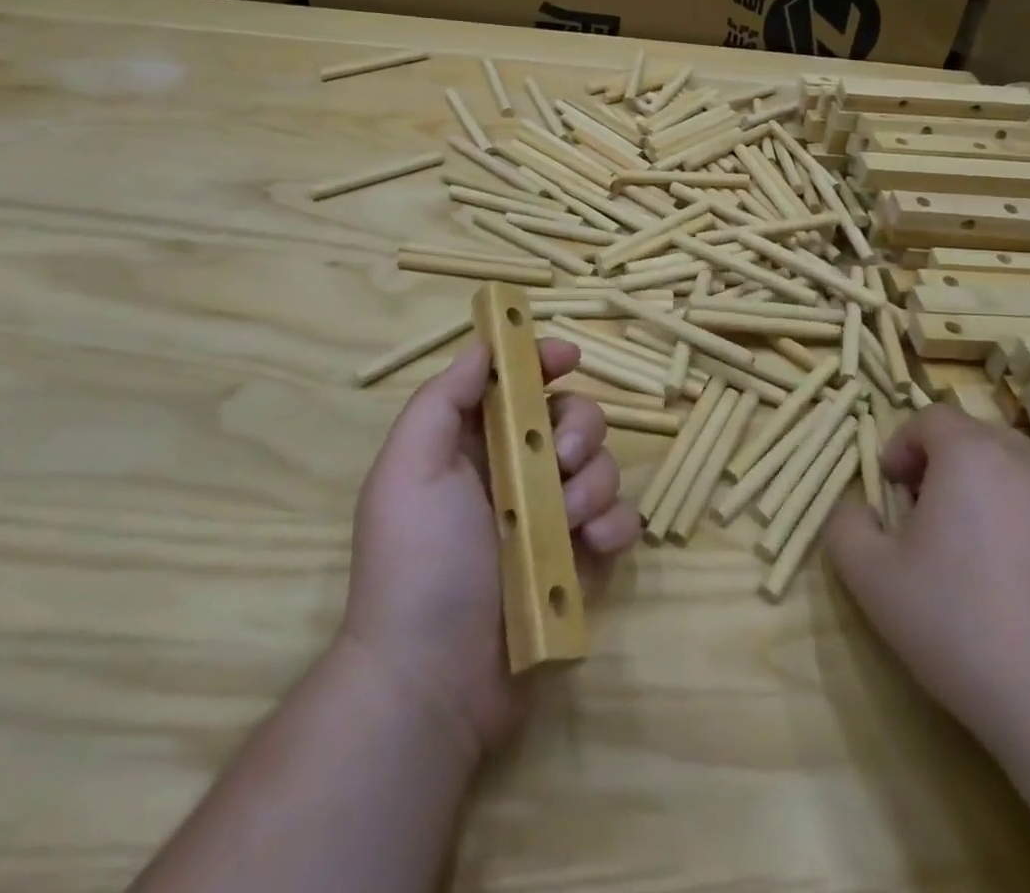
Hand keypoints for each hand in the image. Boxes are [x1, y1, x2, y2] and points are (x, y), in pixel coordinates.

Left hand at [337, 338, 639, 761]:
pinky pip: (619, 522)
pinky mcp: (580, 562)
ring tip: (569, 521)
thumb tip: (485, 345)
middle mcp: (515, 473)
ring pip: (602, 466)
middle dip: (579, 427)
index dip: (543, 361)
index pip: (517, 384)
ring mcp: (551, 519)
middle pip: (571, 418)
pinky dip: (616, 525)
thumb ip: (444, 399)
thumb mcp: (410, 468)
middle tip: (560, 458)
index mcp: (472, 445)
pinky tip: (594, 546)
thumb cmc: (417, 562)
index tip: (568, 358)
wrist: (433, 684)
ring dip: (594, 482)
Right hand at [824, 402, 1029, 751]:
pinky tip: (1016, 600)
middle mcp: (1027, 468)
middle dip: (942, 468)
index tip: (891, 490)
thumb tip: (859, 511)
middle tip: (924, 519)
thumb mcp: (873, 579)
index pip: (931, 418)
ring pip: (1016, 481)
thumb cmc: (963, 625)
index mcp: (971, 456)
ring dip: (984, 501)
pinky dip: (1024, 538)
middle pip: (976, 442)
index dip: (902, 445)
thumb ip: (847, 528)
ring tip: (969, 561)